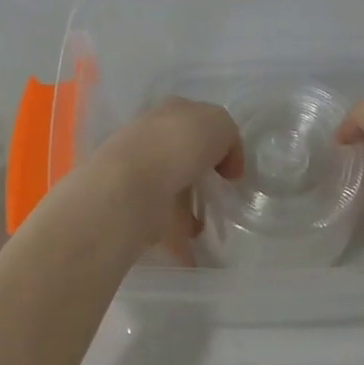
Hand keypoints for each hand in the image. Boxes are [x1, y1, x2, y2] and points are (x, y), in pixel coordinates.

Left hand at [91, 97, 243, 265]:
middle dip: (201, 174)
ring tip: (212, 227)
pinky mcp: (136, 210)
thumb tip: (225, 166)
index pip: (197, 122)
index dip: (219, 142)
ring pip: (173, 191)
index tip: (231, 169)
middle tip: (222, 194)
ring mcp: (141, 176)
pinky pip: (166, 225)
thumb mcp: (219, 123)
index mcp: (170, 112)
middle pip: (183, 156)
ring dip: (190, 209)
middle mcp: (152, 139)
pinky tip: (197, 252)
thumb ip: (228, 138)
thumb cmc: (178, 145)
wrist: (132, 186)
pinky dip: (181, 240)